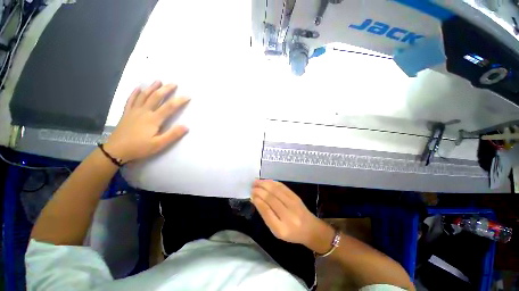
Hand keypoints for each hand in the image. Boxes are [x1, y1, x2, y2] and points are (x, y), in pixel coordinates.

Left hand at [105, 81, 189, 162]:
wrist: (116, 150)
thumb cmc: (139, 148)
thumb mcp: (159, 144)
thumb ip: (173, 135)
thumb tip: (186, 126)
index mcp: (153, 119)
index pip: (169, 107)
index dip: (179, 101)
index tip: (188, 96)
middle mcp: (144, 111)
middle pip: (156, 97)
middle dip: (166, 89)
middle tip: (174, 83)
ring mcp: (134, 111)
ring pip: (144, 95)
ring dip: (152, 87)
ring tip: (158, 81)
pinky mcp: (127, 113)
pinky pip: (131, 100)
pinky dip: (135, 93)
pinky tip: (138, 88)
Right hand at [251, 180, 334, 252]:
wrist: (310, 229)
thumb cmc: (291, 232)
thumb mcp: (276, 230)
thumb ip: (266, 215)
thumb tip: (256, 199)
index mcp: (281, 228)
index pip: (266, 211)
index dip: (258, 201)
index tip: (251, 195)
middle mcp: (288, 215)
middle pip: (271, 198)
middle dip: (259, 190)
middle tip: (252, 186)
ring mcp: (293, 204)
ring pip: (276, 190)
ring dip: (265, 184)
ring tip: (256, 181)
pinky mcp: (296, 196)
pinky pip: (282, 187)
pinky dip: (273, 182)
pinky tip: (267, 181)